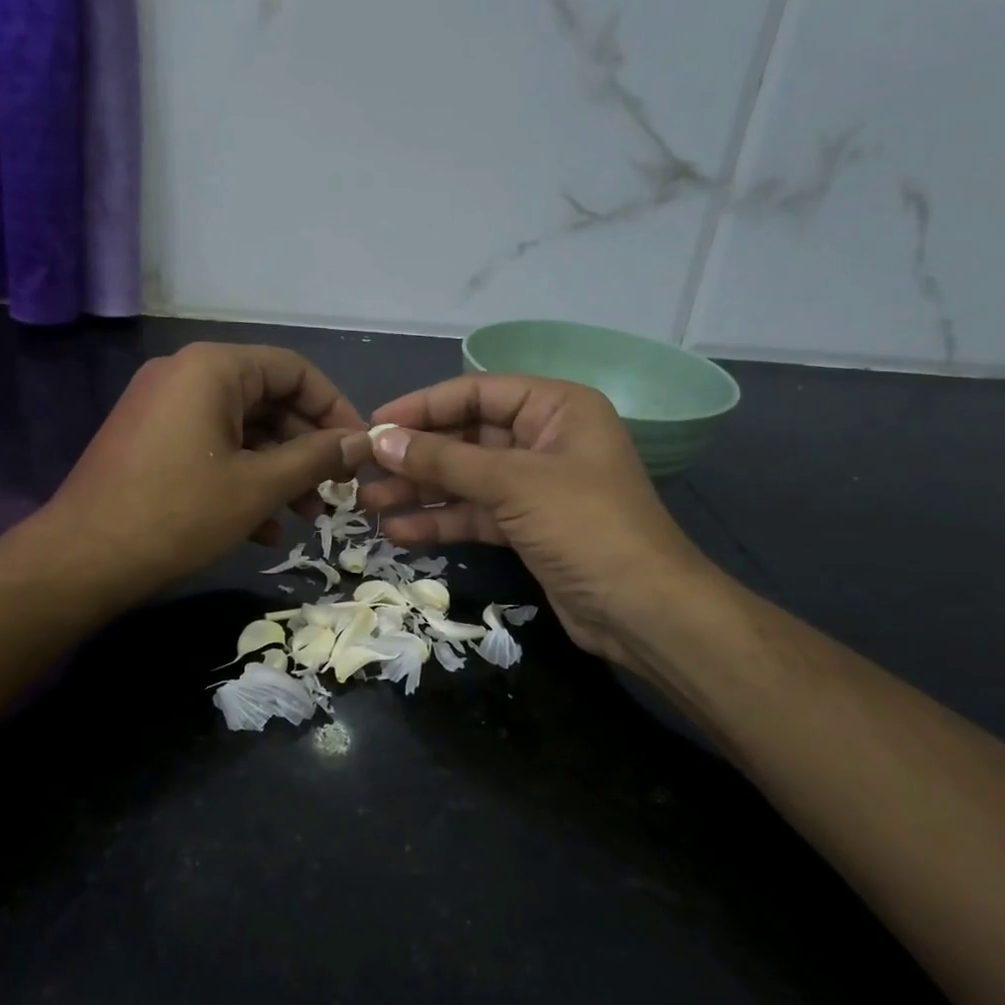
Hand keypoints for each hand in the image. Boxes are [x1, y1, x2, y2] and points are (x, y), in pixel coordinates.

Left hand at [36, 343, 370, 611]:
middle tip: (336, 492)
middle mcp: (186, 375)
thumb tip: (363, 442)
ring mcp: (163, 409)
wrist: (80, 561)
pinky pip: (211, 448)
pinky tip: (264, 529)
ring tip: (307, 517)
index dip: (335, 409)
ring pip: (241, 431)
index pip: (294, 371)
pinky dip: (242, 480)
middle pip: (268, 401)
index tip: (359, 450)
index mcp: (213, 368)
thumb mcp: (258, 487)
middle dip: (307, 449)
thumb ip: (316, 458)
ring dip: (279, 472)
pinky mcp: (150, 442)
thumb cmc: (178, 514)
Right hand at [358, 375, 717, 666]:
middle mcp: (544, 439)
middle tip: (362, 470)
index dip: (423, 407)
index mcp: (556, 408)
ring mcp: (535, 486)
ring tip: (369, 504)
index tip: (375, 426)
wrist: (642, 610)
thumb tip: (381, 441)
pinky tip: (399, 532)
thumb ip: (445, 460)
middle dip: (416, 455)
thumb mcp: (513, 484)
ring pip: (466, 479)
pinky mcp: (527, 527)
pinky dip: (440, 521)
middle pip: (467, 437)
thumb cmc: (586, 526)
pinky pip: (475, 513)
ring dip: (420, 490)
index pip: (476, 393)